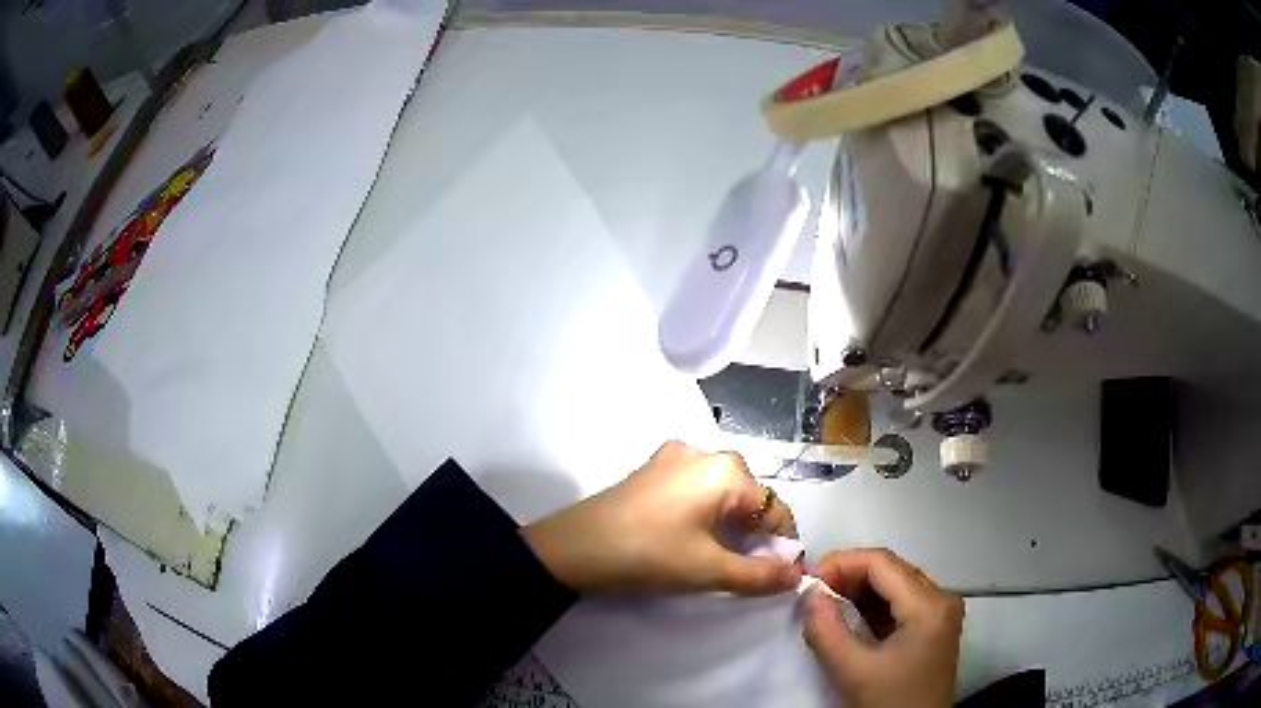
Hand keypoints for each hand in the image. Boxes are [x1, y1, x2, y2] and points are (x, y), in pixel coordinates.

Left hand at [522, 440, 800, 595]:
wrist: (573, 548)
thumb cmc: (648, 555)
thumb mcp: (708, 570)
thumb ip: (760, 574)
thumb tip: (796, 577)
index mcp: (726, 471)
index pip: (775, 509)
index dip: (783, 545)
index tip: (782, 575)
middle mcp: (704, 453)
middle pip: (749, 497)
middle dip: (756, 534)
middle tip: (747, 569)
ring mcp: (674, 457)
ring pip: (722, 492)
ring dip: (730, 525)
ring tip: (720, 558)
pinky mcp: (652, 469)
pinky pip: (695, 488)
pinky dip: (705, 513)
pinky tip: (691, 537)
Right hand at [802, 549, 963, 707]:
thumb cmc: (889, 703)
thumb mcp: (852, 671)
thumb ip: (826, 629)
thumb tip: (809, 593)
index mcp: (929, 605)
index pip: (882, 563)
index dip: (842, 563)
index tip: (808, 582)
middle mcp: (941, 599)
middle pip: (891, 569)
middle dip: (849, 576)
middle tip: (813, 595)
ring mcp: (940, 613)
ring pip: (896, 584)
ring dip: (859, 590)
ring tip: (826, 606)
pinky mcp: (933, 628)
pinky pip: (901, 603)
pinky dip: (872, 606)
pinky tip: (849, 619)